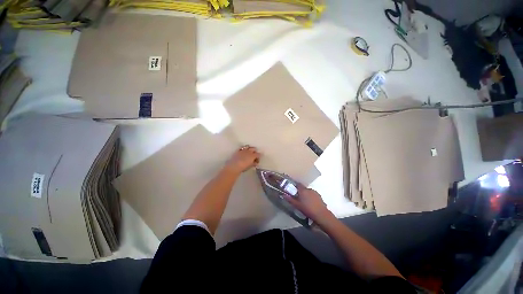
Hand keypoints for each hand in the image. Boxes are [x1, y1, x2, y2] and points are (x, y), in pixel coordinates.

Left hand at [225, 146, 260, 173]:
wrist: (234, 166)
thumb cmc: (243, 167)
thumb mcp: (250, 166)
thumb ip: (254, 163)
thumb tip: (256, 162)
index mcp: (253, 155)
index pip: (258, 154)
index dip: (259, 156)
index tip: (257, 159)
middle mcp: (249, 151)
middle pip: (254, 149)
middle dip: (255, 151)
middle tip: (254, 155)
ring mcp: (243, 150)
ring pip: (248, 147)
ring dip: (249, 149)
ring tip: (249, 152)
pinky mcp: (238, 150)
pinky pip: (242, 148)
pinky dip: (244, 149)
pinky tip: (243, 152)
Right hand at [282, 184, 333, 221]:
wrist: (322, 215)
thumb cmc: (308, 210)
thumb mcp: (297, 205)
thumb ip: (290, 200)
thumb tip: (283, 195)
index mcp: (303, 190)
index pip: (298, 184)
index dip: (295, 186)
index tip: (292, 190)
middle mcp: (309, 189)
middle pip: (303, 188)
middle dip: (300, 192)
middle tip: (297, 198)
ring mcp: (315, 192)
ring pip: (308, 192)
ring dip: (306, 195)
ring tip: (304, 202)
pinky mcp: (319, 196)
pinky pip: (313, 195)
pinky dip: (311, 197)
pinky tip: (310, 204)